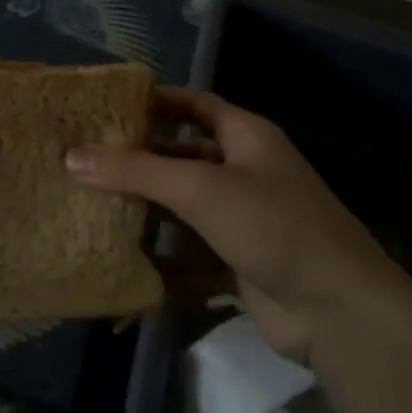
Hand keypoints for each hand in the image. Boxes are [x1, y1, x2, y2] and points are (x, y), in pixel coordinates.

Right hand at [65, 88, 411, 359]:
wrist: (339, 311)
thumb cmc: (273, 226)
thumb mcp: (201, 189)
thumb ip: (136, 172)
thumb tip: (72, 156)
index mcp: (246, 139)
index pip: (196, 105)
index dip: (158, 101)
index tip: (110, 106)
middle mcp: (246, 173)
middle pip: (183, 159)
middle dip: (139, 163)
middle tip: (85, 164)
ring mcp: (244, 221)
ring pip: (184, 210)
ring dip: (147, 215)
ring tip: (92, 212)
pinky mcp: (239, 265)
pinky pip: (191, 258)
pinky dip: (163, 265)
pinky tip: (124, 269)